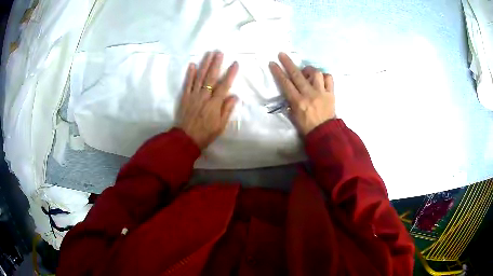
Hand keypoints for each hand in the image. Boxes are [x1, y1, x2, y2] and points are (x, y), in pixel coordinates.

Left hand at [177, 51, 238, 148]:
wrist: (186, 139)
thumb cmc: (206, 134)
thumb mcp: (221, 126)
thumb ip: (227, 110)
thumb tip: (235, 96)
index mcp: (215, 103)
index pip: (224, 85)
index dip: (230, 74)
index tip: (235, 63)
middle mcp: (204, 96)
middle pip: (211, 77)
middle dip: (216, 63)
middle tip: (219, 52)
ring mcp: (193, 95)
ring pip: (200, 77)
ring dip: (204, 64)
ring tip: (208, 54)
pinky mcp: (185, 97)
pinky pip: (188, 83)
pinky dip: (190, 74)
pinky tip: (192, 65)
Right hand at [269, 52, 335, 135]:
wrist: (325, 132)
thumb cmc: (306, 126)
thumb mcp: (294, 116)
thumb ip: (291, 102)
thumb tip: (290, 91)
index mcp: (298, 101)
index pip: (286, 83)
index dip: (278, 72)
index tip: (273, 63)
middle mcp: (309, 94)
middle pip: (297, 75)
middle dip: (288, 63)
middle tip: (282, 54)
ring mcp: (321, 93)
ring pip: (315, 74)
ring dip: (309, 70)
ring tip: (307, 72)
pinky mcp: (331, 93)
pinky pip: (329, 79)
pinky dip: (325, 76)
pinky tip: (321, 78)